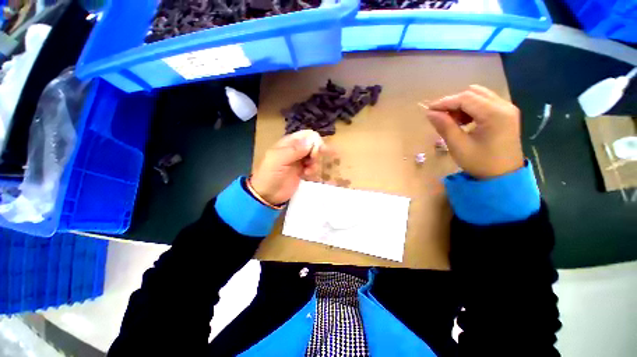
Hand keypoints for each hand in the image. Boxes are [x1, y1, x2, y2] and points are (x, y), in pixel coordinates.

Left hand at [250, 130, 325, 204]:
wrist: (267, 195)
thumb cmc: (270, 175)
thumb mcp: (278, 160)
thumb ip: (294, 150)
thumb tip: (311, 141)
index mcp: (288, 143)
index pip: (306, 135)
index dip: (314, 141)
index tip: (316, 152)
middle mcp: (295, 150)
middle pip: (313, 144)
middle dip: (316, 152)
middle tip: (313, 161)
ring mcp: (299, 161)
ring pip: (314, 155)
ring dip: (315, 162)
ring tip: (308, 170)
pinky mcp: (302, 171)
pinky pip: (313, 166)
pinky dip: (313, 169)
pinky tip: (307, 175)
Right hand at [426, 85, 524, 178]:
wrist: (504, 176)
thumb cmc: (480, 163)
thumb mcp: (458, 146)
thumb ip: (444, 126)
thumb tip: (430, 113)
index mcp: (495, 114)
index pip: (465, 98)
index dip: (445, 102)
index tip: (428, 110)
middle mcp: (504, 106)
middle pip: (473, 93)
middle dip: (453, 102)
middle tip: (440, 117)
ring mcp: (507, 109)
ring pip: (479, 96)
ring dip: (462, 105)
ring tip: (452, 121)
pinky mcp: (506, 114)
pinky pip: (485, 102)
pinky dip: (471, 108)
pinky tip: (464, 121)